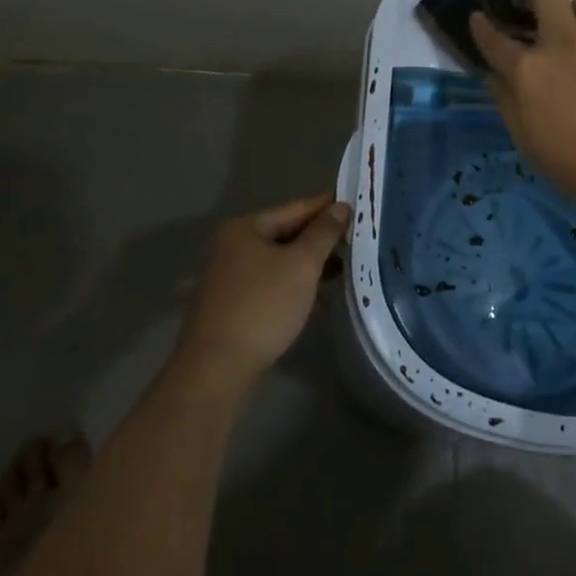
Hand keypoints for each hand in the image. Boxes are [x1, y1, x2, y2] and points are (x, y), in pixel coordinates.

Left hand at [175, 193, 350, 389]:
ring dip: (311, 264)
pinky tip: (319, 296)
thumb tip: (341, 206)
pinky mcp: (235, 306)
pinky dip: (296, 285)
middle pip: (287, 234)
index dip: (328, 207)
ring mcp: (232, 278)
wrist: (217, 369)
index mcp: (246, 228)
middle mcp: (234, 247)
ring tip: (346, 266)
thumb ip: (324, 232)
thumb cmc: (263, 306)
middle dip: (321, 238)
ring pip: (281, 261)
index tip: (358, 205)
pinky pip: (273, 284)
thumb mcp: (301, 264)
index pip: (296, 208)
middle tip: (358, 239)